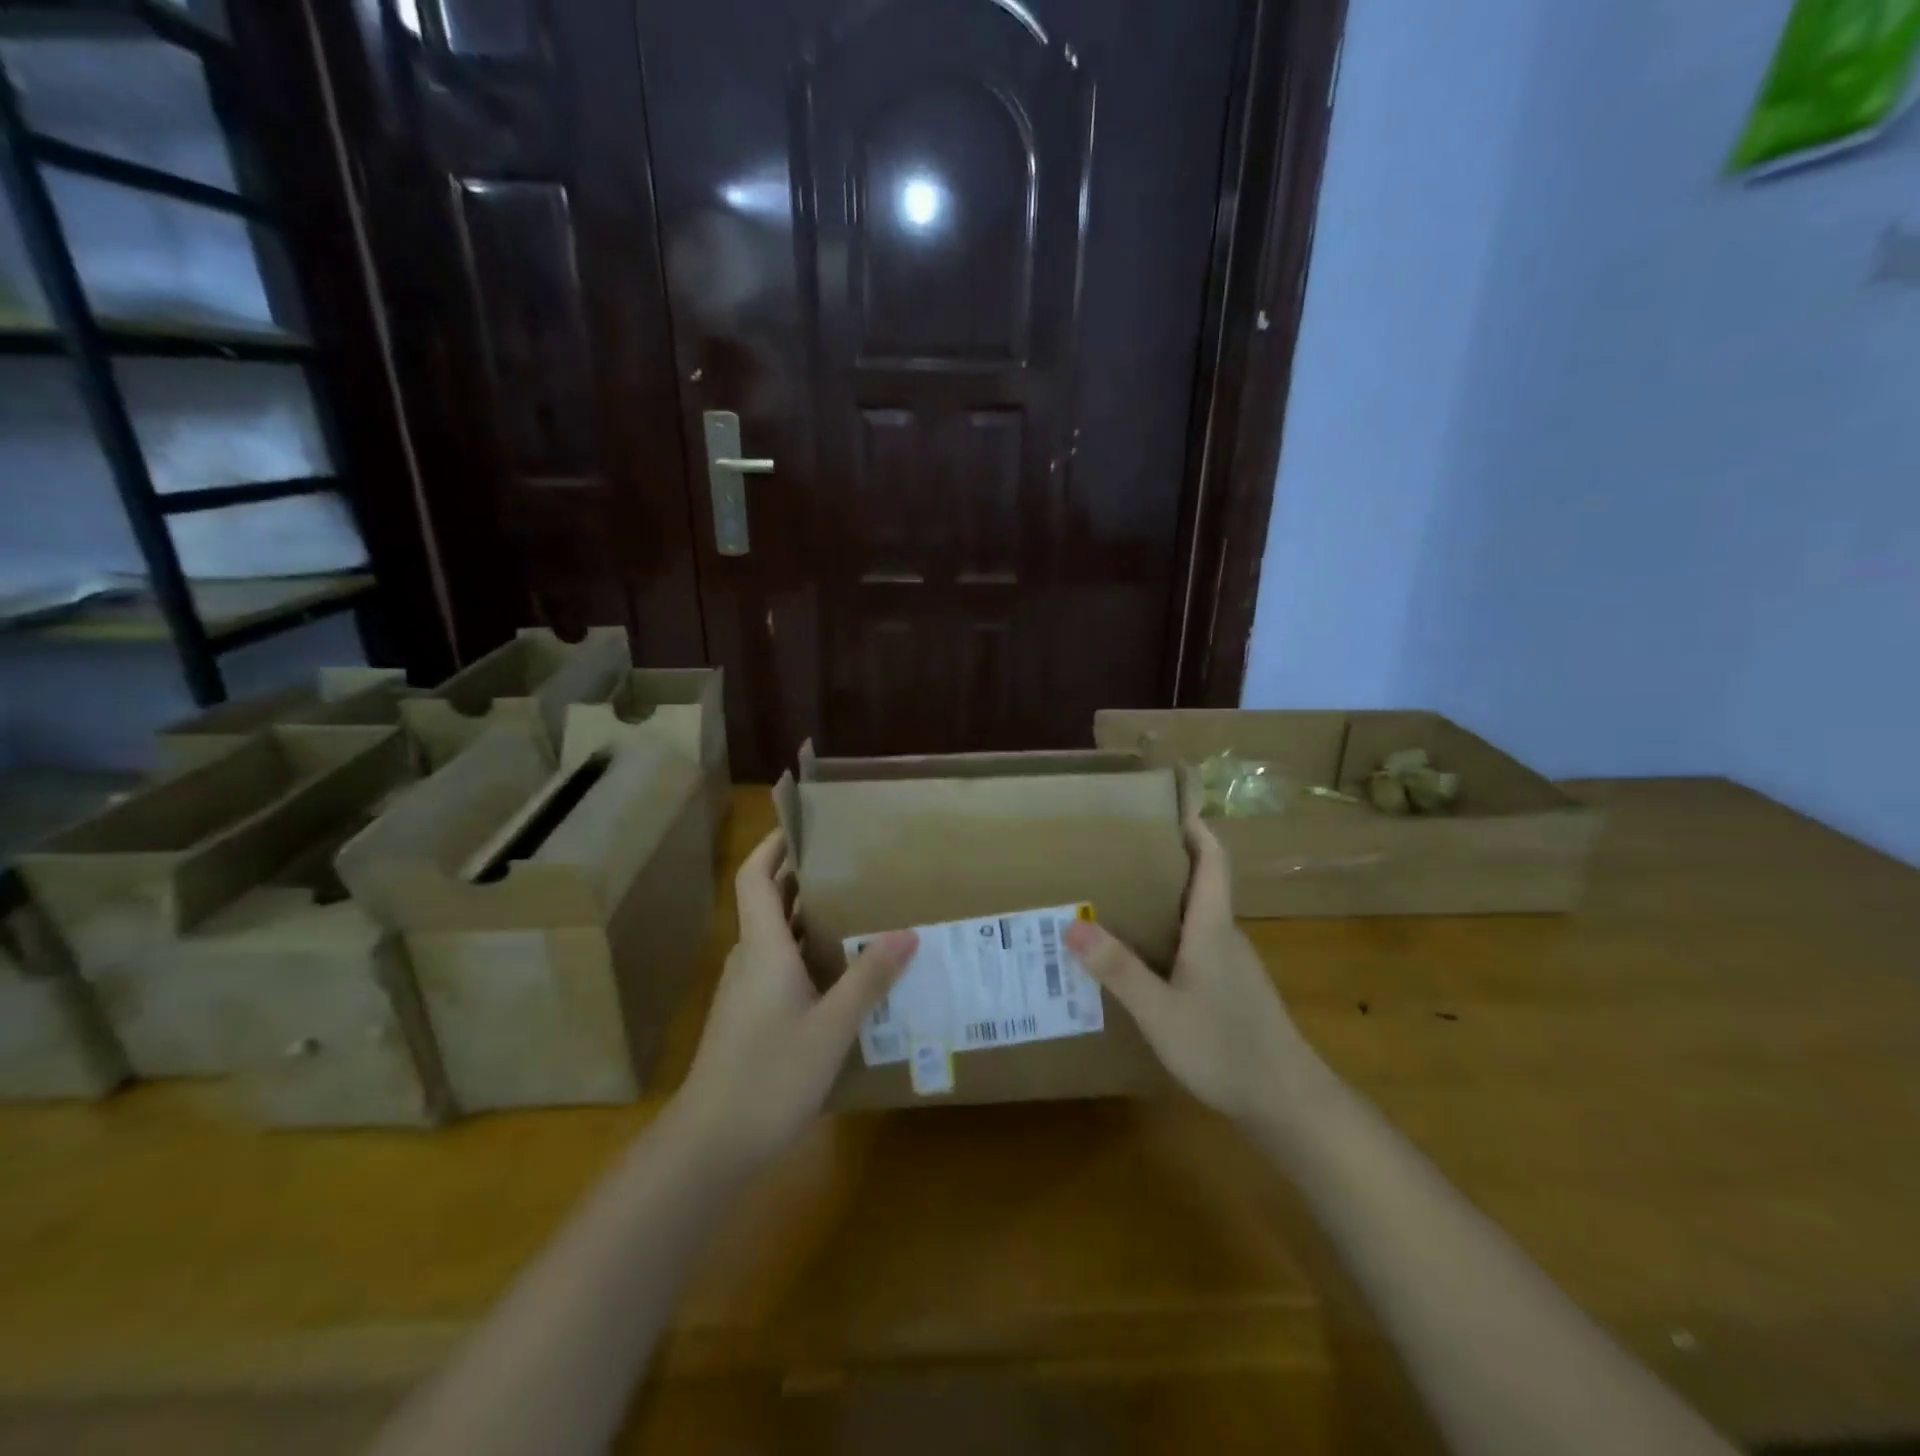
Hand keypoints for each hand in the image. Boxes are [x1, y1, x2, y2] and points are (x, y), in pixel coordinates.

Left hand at [674, 830, 916, 1173]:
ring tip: (858, 910)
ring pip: (775, 936)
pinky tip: (840, 972)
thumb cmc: (769, 1076)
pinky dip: (806, 952)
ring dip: (808, 916)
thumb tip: (906, 932)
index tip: (806, 826)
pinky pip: (778, 965)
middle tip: (852, 866)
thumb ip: (868, 979)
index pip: (755, 877)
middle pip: (768, 900)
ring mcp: (744, 990)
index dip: (774, 845)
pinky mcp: (747, 1016)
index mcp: (762, 947)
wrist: (710, 1144)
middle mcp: (749, 958)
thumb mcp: (832, 1028)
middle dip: (803, 876)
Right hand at [1063, 816, 1313, 1120]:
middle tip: (1117, 852)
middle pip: (1202, 883)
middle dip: (1166, 861)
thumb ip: (1118, 969)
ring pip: (1198, 917)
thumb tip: (1072, 925)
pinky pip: (1198, 944)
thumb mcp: (1160, 1011)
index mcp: (1213, 928)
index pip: (1213, 861)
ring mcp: (1233, 964)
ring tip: (1118, 899)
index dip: (1196, 828)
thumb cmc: (1225, 1047)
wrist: (1288, 1103)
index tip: (1168, 806)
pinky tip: (1143, 956)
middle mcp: (1226, 936)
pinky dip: (1170, 934)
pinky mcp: (1232, 989)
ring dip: (1165, 900)